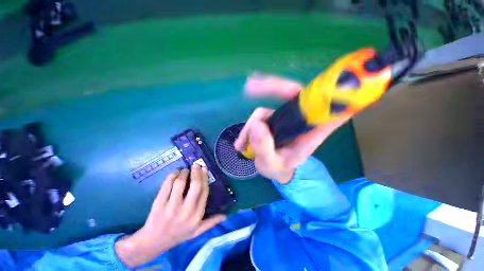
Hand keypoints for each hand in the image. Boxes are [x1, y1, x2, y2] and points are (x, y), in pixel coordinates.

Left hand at [115, 165, 225, 267]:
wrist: (153, 242)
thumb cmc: (177, 235)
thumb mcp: (197, 232)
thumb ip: (211, 222)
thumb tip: (225, 215)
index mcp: (197, 216)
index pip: (204, 191)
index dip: (205, 177)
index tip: (204, 169)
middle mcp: (186, 211)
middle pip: (195, 185)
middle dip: (197, 172)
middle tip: (196, 165)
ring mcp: (171, 207)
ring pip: (180, 182)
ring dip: (184, 172)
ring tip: (185, 170)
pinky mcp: (159, 204)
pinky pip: (167, 185)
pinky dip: (172, 176)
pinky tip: (175, 173)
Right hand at [234, 74, 350, 183]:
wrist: (275, 170)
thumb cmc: (279, 169)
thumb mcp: (272, 165)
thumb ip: (265, 149)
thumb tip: (257, 125)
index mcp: (311, 132)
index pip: (325, 106)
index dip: (327, 91)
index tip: (322, 80)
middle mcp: (298, 120)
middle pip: (291, 93)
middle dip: (272, 87)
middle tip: (250, 86)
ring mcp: (284, 118)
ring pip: (266, 109)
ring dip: (250, 125)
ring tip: (241, 144)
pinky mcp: (273, 119)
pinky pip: (259, 116)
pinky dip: (248, 127)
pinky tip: (240, 143)